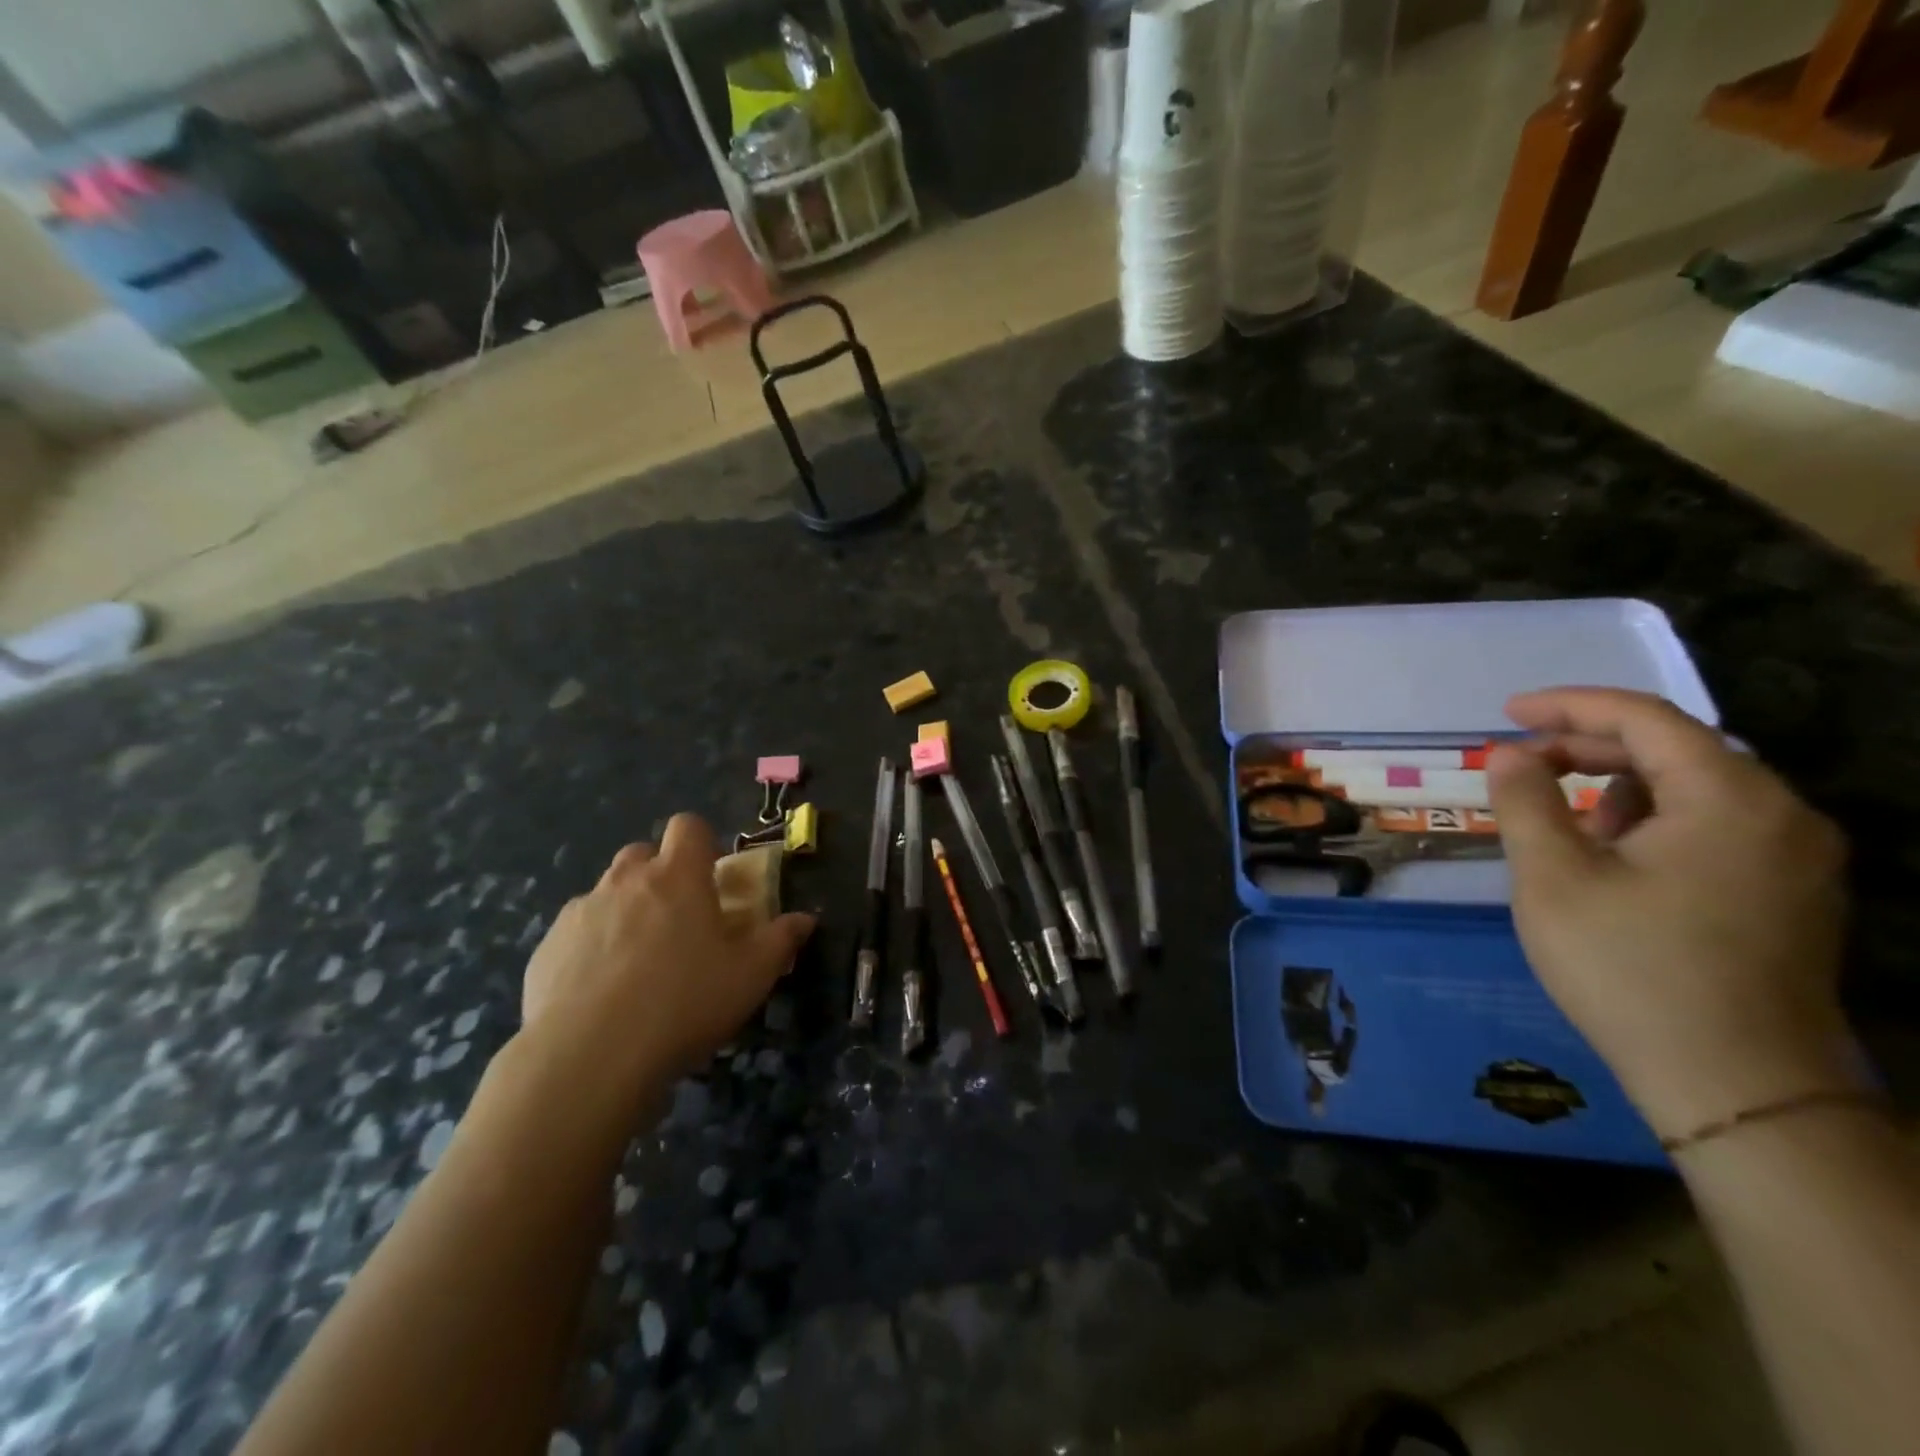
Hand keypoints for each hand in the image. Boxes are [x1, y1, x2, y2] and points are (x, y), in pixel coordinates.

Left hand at [520, 816, 814, 1089]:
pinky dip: (591, 947)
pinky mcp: (546, 948)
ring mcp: (580, 912)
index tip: (712, 876)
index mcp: (677, 876)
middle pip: (642, 853)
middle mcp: (625, 881)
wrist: (589, 1057)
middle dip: (660, 873)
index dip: (702, 842)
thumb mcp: (751, 976)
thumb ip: (781, 940)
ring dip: (625, 910)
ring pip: (606, 892)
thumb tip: (805, 919)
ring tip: (638, 961)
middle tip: (678, 918)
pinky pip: (576, 932)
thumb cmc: (684, 1003)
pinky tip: (600, 991)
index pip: (688, 826)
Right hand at [1486, 687, 1860, 1138]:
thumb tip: (1511, 754)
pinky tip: (1615, 858)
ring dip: (1621, 786)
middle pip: (1677, 747)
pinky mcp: (1793, 894)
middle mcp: (1782, 814)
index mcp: (1730, 799)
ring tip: (1563, 822)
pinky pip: (1717, 826)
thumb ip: (1525, 801)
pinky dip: (1655, 820)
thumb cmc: (1629, 968)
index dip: (1568, 706)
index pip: (1645, 718)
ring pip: (1697, 788)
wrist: (1736, 1085)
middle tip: (1522, 763)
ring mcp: (1798, 857)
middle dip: (1590, 746)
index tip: (1506, 715)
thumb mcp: (1552, 877)